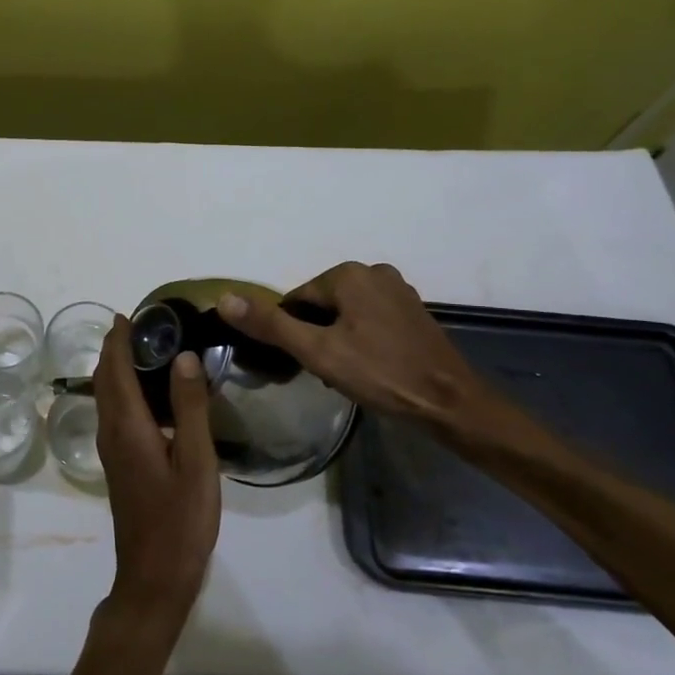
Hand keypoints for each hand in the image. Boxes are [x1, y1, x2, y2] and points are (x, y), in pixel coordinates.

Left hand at [91, 316, 220, 628]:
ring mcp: (111, 450)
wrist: (154, 577)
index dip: (118, 339)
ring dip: (117, 368)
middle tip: (143, 326)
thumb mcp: (196, 462)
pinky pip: (114, 412)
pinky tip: (150, 395)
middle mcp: (111, 432)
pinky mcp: (119, 464)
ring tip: (146, 350)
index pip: (115, 369)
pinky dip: (123, 390)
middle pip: (104, 379)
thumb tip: (184, 357)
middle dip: (115, 348)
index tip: (130, 313)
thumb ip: (189, 408)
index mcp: (128, 426)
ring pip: (106, 396)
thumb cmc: (180, 520)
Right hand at [220, 262, 499, 434]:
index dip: (293, 333)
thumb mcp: (317, 352)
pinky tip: (370, 368)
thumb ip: (271, 324)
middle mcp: (373, 271)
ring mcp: (398, 290)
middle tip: (326, 373)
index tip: (303, 364)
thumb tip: (223, 298)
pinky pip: (371, 320)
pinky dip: (362, 340)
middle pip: (322, 305)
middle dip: (316, 336)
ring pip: (346, 314)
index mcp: (348, 274)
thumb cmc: (380, 374)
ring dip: (338, 340)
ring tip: (348, 375)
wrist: (451, 403)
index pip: (297, 299)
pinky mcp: (413, 311)